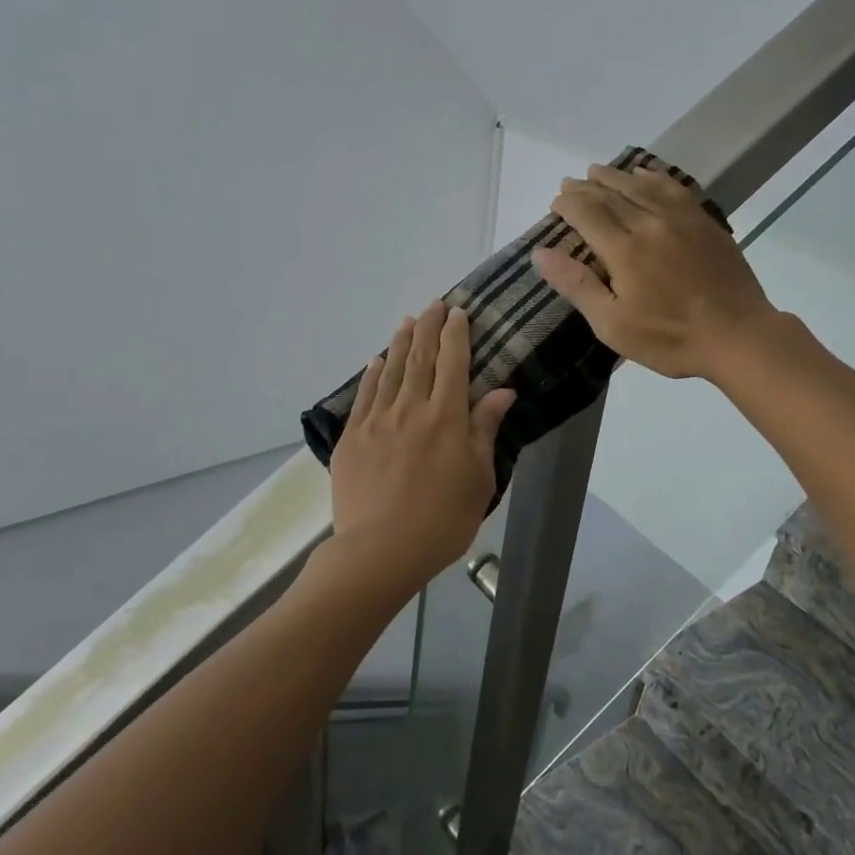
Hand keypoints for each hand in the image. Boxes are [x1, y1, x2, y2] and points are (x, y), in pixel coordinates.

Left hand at [328, 302, 515, 591]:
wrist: (381, 550)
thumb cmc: (442, 520)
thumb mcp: (479, 479)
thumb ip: (485, 430)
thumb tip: (502, 391)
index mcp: (447, 419)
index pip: (453, 364)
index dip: (456, 335)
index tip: (457, 313)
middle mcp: (411, 409)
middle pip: (420, 359)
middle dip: (428, 328)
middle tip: (434, 305)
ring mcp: (377, 421)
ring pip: (390, 371)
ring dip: (400, 343)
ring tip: (407, 322)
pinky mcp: (352, 437)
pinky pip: (364, 395)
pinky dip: (372, 374)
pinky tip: (377, 361)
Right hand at [532, 163, 780, 380]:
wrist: (737, 336)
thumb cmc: (669, 339)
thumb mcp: (612, 324)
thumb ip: (577, 285)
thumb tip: (541, 253)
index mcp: (624, 250)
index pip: (587, 213)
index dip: (567, 205)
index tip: (555, 203)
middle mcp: (650, 224)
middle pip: (611, 195)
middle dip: (585, 187)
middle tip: (568, 184)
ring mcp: (681, 219)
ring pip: (641, 186)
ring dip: (615, 176)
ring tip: (596, 171)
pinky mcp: (705, 223)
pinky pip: (673, 188)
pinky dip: (653, 177)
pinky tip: (644, 174)